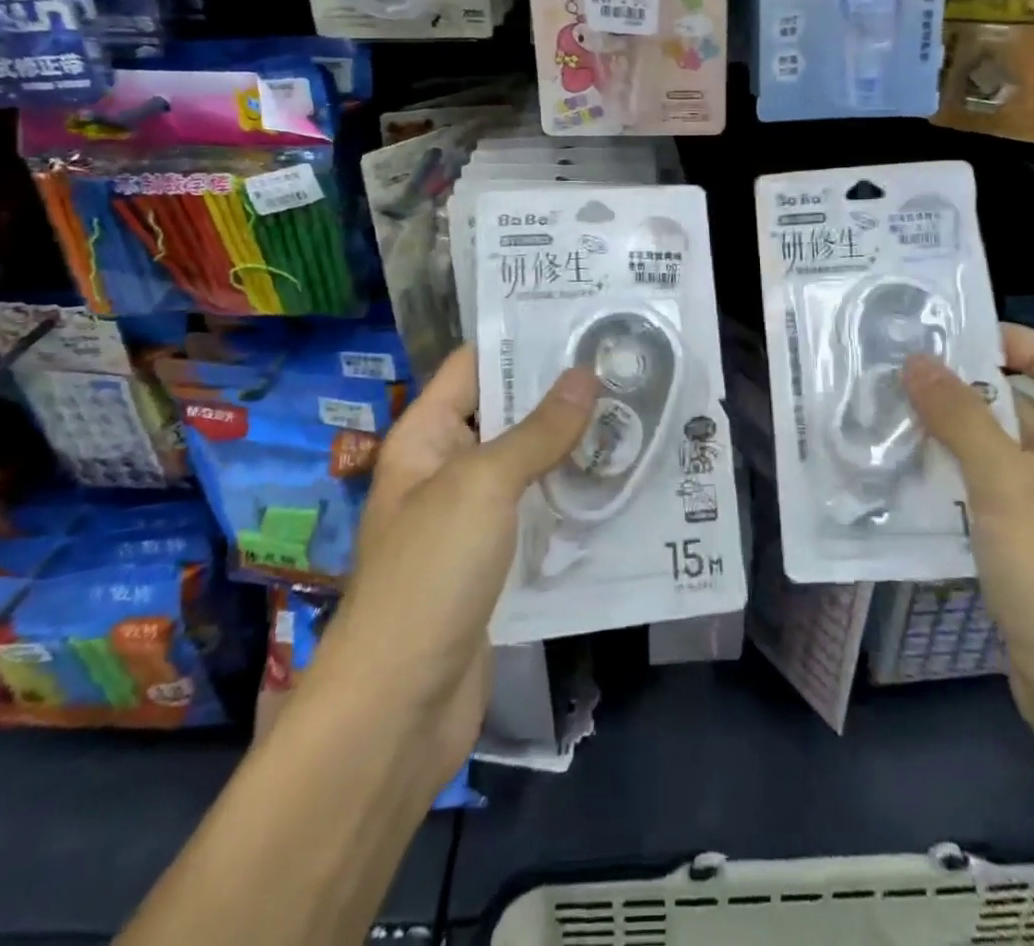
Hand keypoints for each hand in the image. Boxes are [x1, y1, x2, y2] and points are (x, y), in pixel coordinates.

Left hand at [310, 345, 598, 791]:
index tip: (581, 323)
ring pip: (527, 468)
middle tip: (625, 368)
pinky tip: (618, 486)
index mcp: (425, 438)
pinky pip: (537, 516)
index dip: (521, 341)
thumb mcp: (483, 486)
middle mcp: (445, 470)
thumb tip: (584, 375)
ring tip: (635, 417)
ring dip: (572, 449)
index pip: (472, 366)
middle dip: (560, 396)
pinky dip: (570, 500)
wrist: (398, 710)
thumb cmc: (430, 575)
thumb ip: (537, 431)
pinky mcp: (495, 565)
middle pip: (506, 416)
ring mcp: (470, 521)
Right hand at [902, 324, 1033, 721]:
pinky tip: (907, 479)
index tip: (940, 335)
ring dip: (949, 436)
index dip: (1002, 337)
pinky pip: (990, 490)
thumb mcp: (1003, 481)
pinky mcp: (1033, 540)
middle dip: (959, 389)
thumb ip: (958, 415)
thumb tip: (917, 359)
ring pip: (997, 449)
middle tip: (894, 377)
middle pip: (1017, 401)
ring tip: (888, 420)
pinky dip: (954, 478)